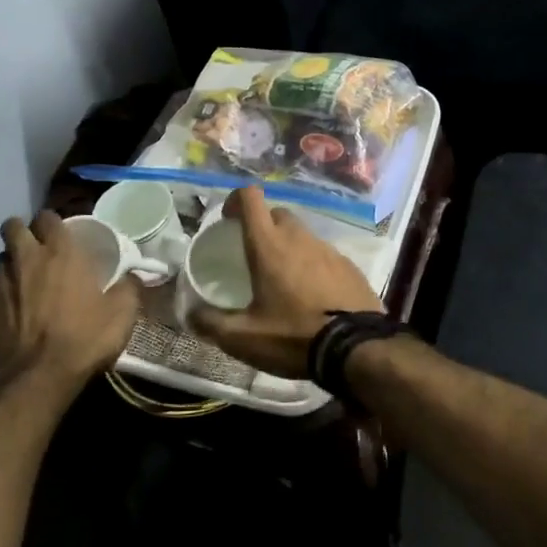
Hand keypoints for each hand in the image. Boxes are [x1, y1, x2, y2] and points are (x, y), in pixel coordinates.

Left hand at [0, 211, 140, 396]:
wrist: (34, 381)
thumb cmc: (83, 339)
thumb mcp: (122, 314)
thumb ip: (128, 288)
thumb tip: (132, 276)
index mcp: (59, 253)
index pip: (47, 217)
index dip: (53, 223)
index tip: (63, 235)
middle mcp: (24, 261)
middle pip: (12, 228)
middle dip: (23, 233)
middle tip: (39, 251)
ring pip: (0, 261)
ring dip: (12, 266)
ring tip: (27, 284)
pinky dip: (3, 301)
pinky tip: (15, 319)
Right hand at [189, 188, 382, 377]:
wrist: (356, 348)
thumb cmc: (293, 337)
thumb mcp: (242, 338)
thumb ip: (210, 323)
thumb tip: (190, 313)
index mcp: (269, 246)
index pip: (251, 198)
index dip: (236, 200)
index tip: (228, 219)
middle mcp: (300, 238)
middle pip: (277, 215)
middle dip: (263, 225)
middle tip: (254, 255)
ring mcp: (329, 250)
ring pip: (303, 235)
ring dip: (289, 247)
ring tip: (283, 280)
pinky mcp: (350, 266)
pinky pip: (324, 256)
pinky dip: (313, 266)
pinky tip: (312, 295)